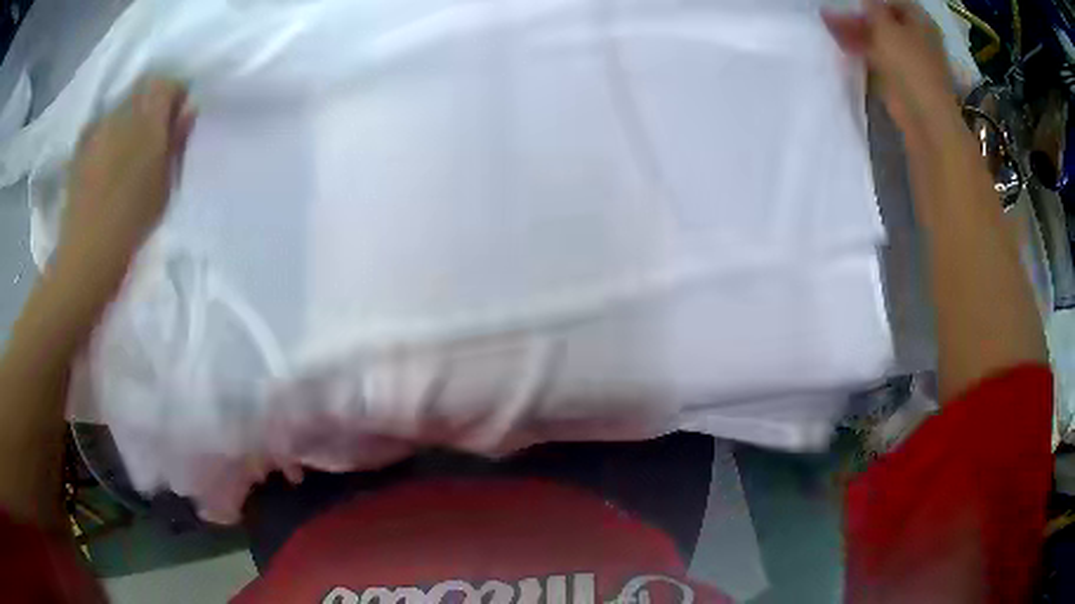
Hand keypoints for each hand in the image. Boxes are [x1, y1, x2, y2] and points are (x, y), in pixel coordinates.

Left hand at [57, 78, 194, 278]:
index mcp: (147, 121)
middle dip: (151, 102)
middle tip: (153, 132)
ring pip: (120, 104)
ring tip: (127, 147)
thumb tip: (188, 109)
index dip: (175, 95)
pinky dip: (107, 131)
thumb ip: (177, 141)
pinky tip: (105, 156)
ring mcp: (98, 128)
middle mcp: (121, 113)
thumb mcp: (165, 184)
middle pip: (143, 88)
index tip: (176, 118)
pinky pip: (100, 124)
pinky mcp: (81, 146)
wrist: (87, 254)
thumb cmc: (132, 222)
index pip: (167, 83)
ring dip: (128, 116)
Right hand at [822, 0, 960, 147]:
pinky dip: (863, 52)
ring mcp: (911, 60)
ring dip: (857, 33)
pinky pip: (880, 59)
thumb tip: (860, 2)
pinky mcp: (902, 80)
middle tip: (831, 14)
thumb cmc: (909, 64)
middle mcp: (918, 37)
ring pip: (880, 39)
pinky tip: (844, 46)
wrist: (924, 118)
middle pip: (884, 19)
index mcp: (920, 20)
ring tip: (830, 27)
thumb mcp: (884, 25)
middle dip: (858, 16)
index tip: (847, 1)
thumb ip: (869, 8)